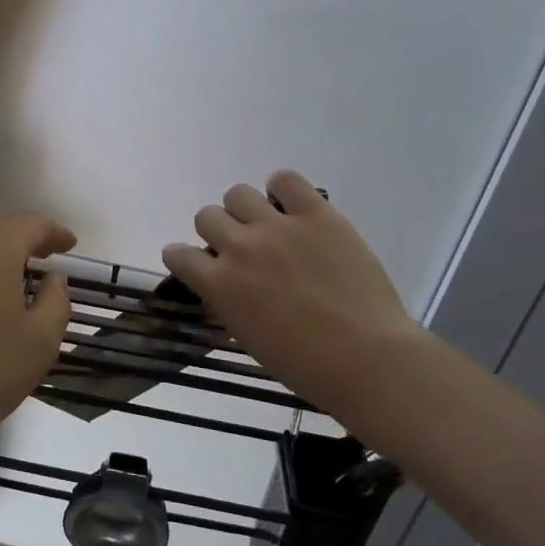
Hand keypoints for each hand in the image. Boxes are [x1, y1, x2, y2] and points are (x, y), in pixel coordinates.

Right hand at [161, 170, 423, 409]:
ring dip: (245, 210)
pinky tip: (293, 207)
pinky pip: (287, 180)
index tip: (197, 264)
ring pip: (238, 193)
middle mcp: (240, 247)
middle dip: (218, 231)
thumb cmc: (306, 365)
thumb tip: (226, 285)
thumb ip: (229, 302)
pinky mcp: (317, 215)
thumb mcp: (248, 337)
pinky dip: (283, 189)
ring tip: (267, 225)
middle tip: (241, 248)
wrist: (367, 358)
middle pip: (207, 215)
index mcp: (220, 285)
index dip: (184, 258)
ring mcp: (278, 227)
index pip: (177, 254)